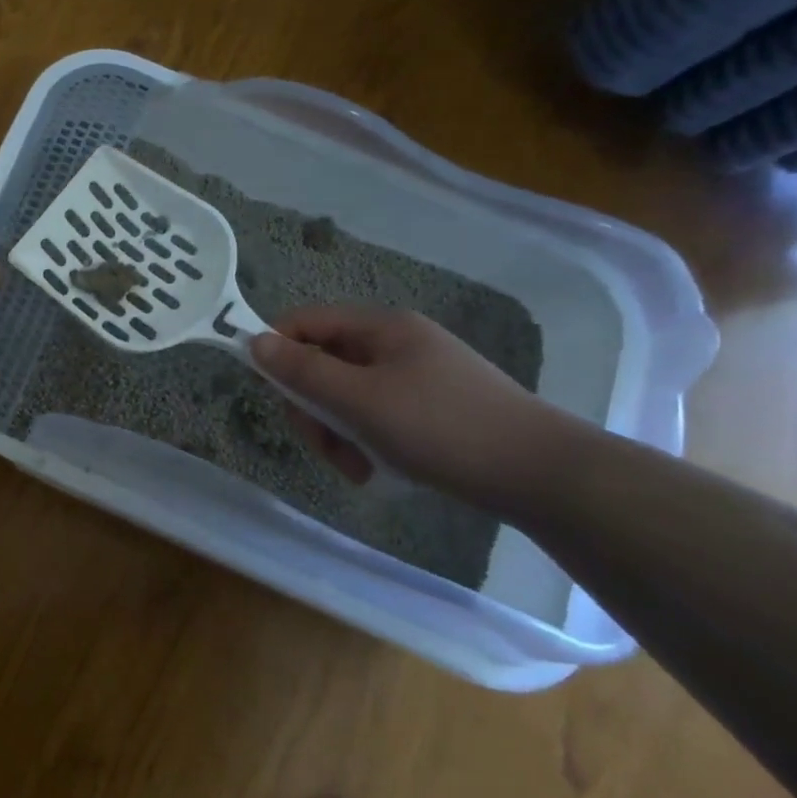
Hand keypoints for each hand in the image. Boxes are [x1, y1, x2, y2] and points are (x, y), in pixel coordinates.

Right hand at [248, 306, 568, 501]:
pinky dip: (366, 444)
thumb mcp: (360, 400)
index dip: (277, 350)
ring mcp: (414, 378)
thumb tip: (254, 341)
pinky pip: (375, 418)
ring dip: (338, 434)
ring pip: (346, 397)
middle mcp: (395, 344)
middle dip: (314, 408)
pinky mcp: (429, 410)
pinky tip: (378, 471)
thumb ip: (302, 371)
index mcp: (381, 327)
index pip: (305, 322)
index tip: (271, 392)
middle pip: (323, 365)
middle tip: (323, 444)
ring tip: (357, 467)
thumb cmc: (442, 427)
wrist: (542, 475)